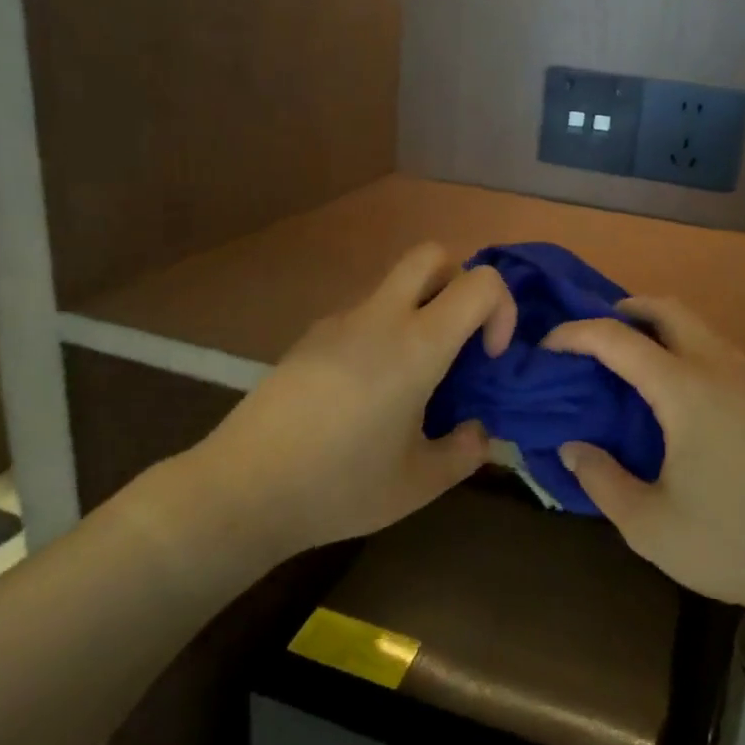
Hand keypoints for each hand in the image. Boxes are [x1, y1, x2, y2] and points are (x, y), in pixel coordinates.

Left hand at [183, 244, 516, 560]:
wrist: (242, 490)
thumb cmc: (340, 487)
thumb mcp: (419, 484)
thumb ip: (465, 452)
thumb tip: (478, 432)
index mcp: (416, 346)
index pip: (480, 283)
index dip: (501, 309)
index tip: (489, 358)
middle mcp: (379, 318)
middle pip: (432, 255)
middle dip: (460, 282)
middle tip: (459, 339)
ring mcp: (337, 321)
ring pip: (394, 286)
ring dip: (419, 311)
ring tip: (412, 380)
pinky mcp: (309, 337)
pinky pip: (362, 314)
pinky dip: (383, 332)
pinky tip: (366, 392)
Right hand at [544, 297, 744, 629]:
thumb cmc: (735, 544)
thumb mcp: (650, 525)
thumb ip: (602, 480)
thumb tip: (572, 447)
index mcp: (686, 390)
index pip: (618, 339)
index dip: (575, 335)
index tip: (547, 346)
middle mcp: (722, 368)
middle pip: (669, 309)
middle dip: (625, 309)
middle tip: (593, 336)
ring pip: (700, 327)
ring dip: (660, 328)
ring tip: (630, 362)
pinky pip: (719, 351)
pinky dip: (686, 349)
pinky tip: (677, 394)